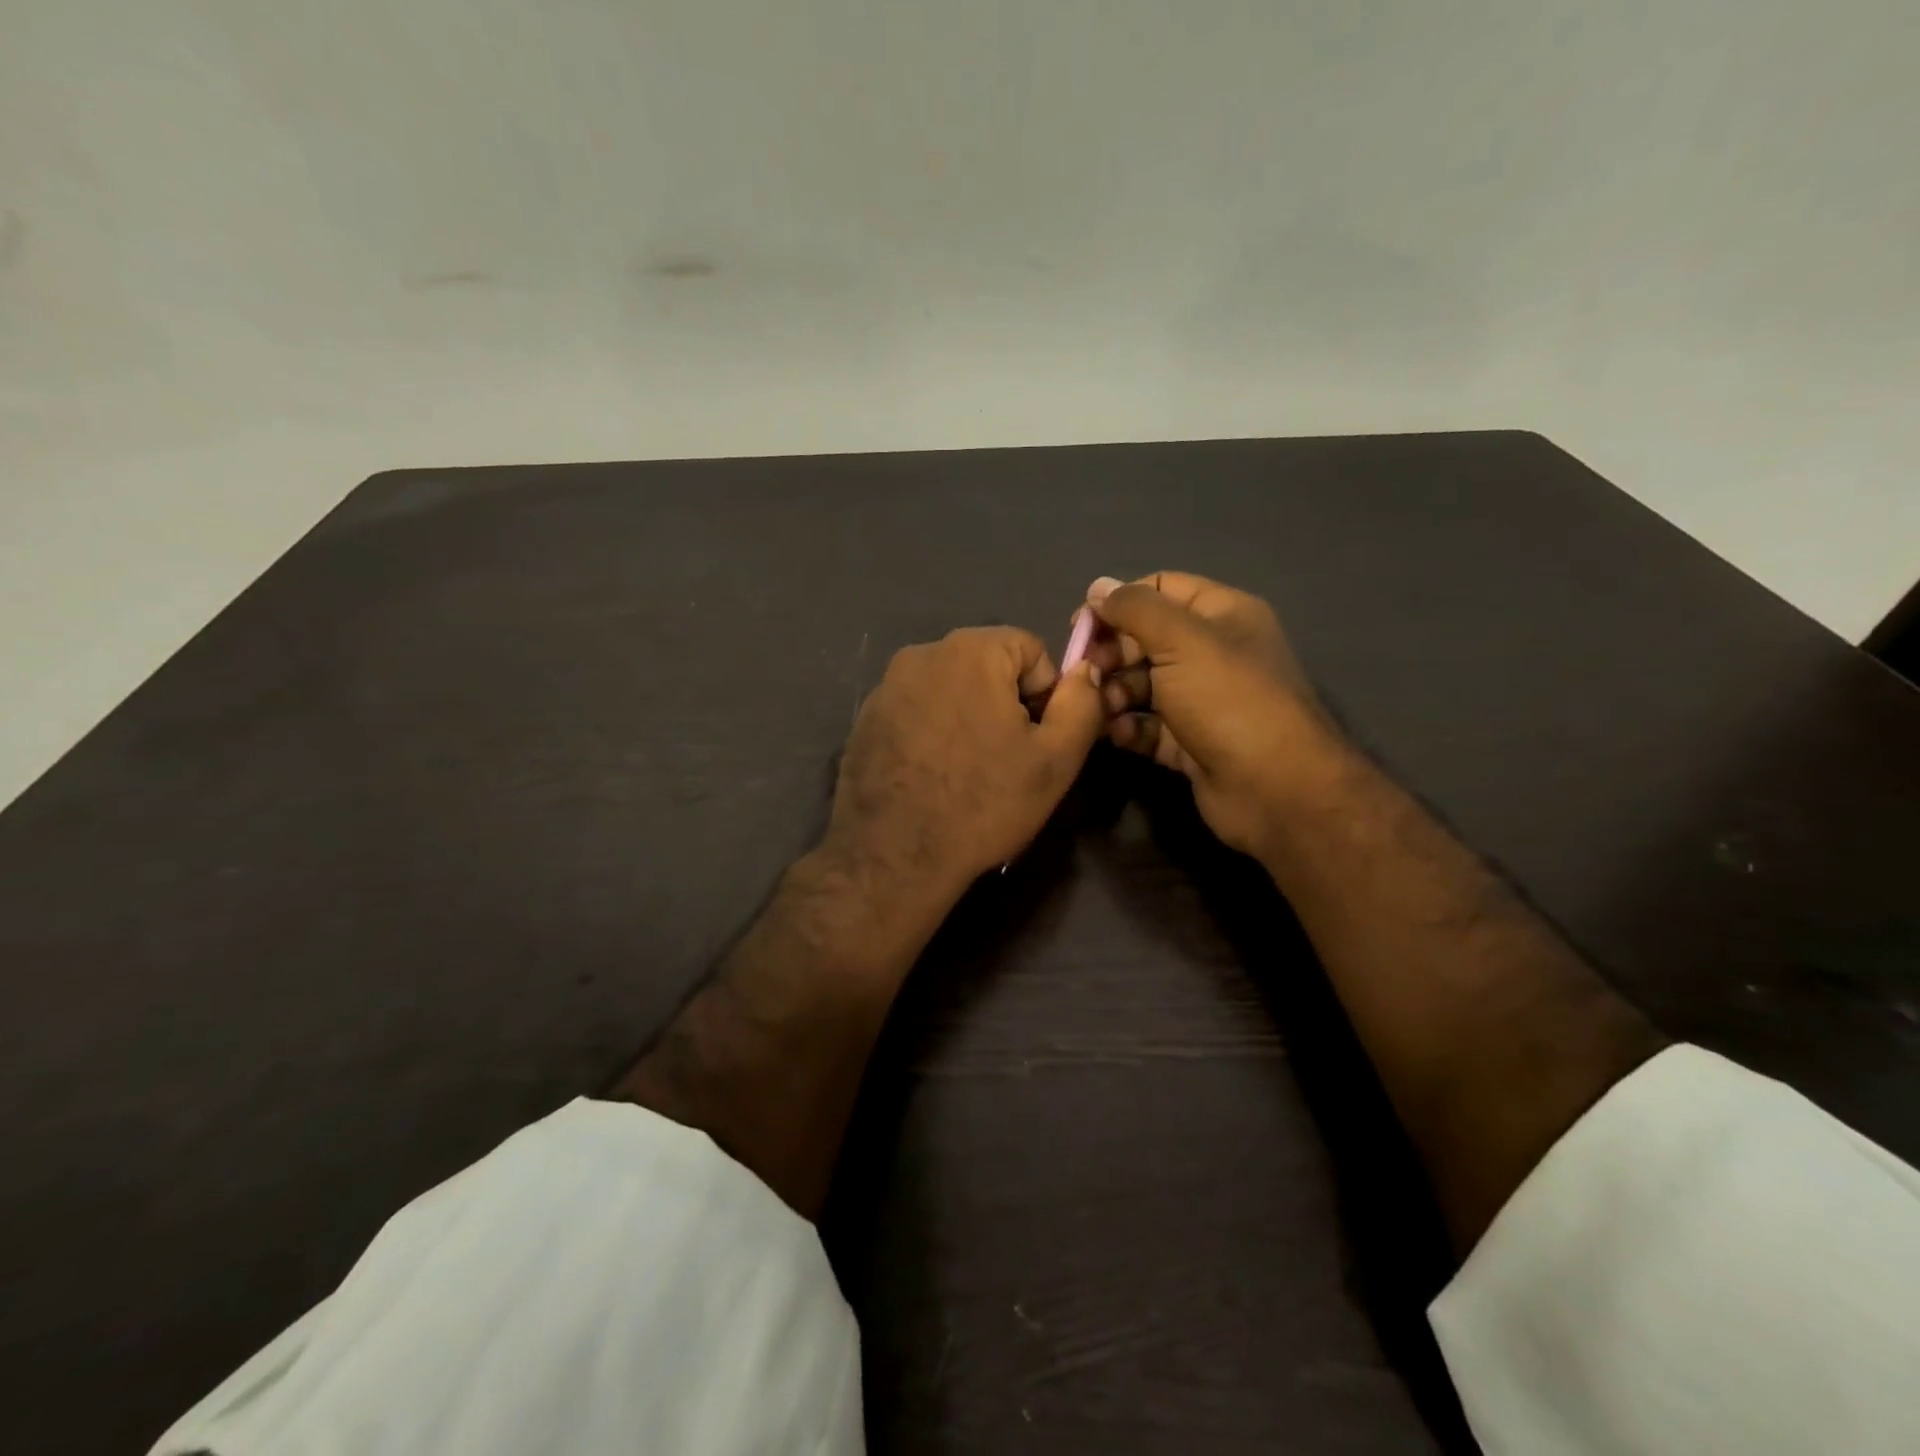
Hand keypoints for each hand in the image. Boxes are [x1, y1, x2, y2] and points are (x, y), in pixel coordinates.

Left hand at [822, 626, 1105, 903]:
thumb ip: (1082, 704)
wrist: (894, 855)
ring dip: (968, 717)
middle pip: (987, 665)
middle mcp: (922, 653)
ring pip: (950, 688)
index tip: (1036, 741)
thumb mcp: (1055, 759)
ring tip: (968, 771)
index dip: (1045, 694)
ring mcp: (886, 686)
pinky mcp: (865, 718)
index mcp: (971, 650)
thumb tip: (1085, 670)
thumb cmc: (984, 803)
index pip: (1030, 649)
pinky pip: (917, 710)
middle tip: (1006, 760)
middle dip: (1005, 704)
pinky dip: (932, 731)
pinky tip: (933, 775)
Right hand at [1084, 572, 1334, 855]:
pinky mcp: (1189, 742)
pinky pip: (1147, 726)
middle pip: (1146, 639)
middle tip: (1089, 672)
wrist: (1274, 788)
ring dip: (1115, 693)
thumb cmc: (1228, 700)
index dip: (1120, 601)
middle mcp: (1213, 653)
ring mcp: (1201, 700)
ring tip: (1104, 708)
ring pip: (1142, 685)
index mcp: (1222, 615)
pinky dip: (1128, 727)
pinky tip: (1117, 734)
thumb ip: (1135, 608)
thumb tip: (1097, 587)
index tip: (1082, 625)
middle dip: (1112, 653)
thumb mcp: (1181, 640)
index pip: (1161, 588)